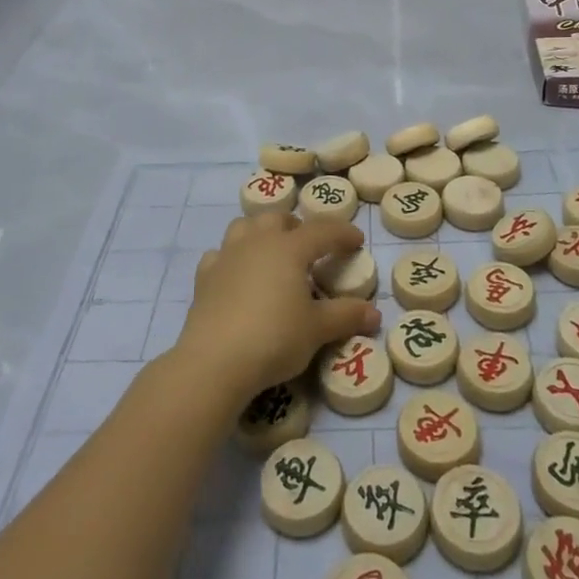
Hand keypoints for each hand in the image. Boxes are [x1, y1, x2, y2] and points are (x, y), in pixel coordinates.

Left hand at [171, 213, 379, 408]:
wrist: (214, 360)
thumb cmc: (274, 338)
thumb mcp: (317, 330)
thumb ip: (346, 316)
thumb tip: (374, 313)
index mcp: (289, 248)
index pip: (322, 230)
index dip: (342, 232)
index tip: (356, 240)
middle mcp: (257, 241)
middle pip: (279, 218)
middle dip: (297, 227)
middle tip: (310, 248)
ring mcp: (227, 256)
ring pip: (245, 226)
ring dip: (261, 232)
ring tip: (272, 252)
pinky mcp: (204, 276)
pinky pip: (220, 254)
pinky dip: (231, 258)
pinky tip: (236, 275)